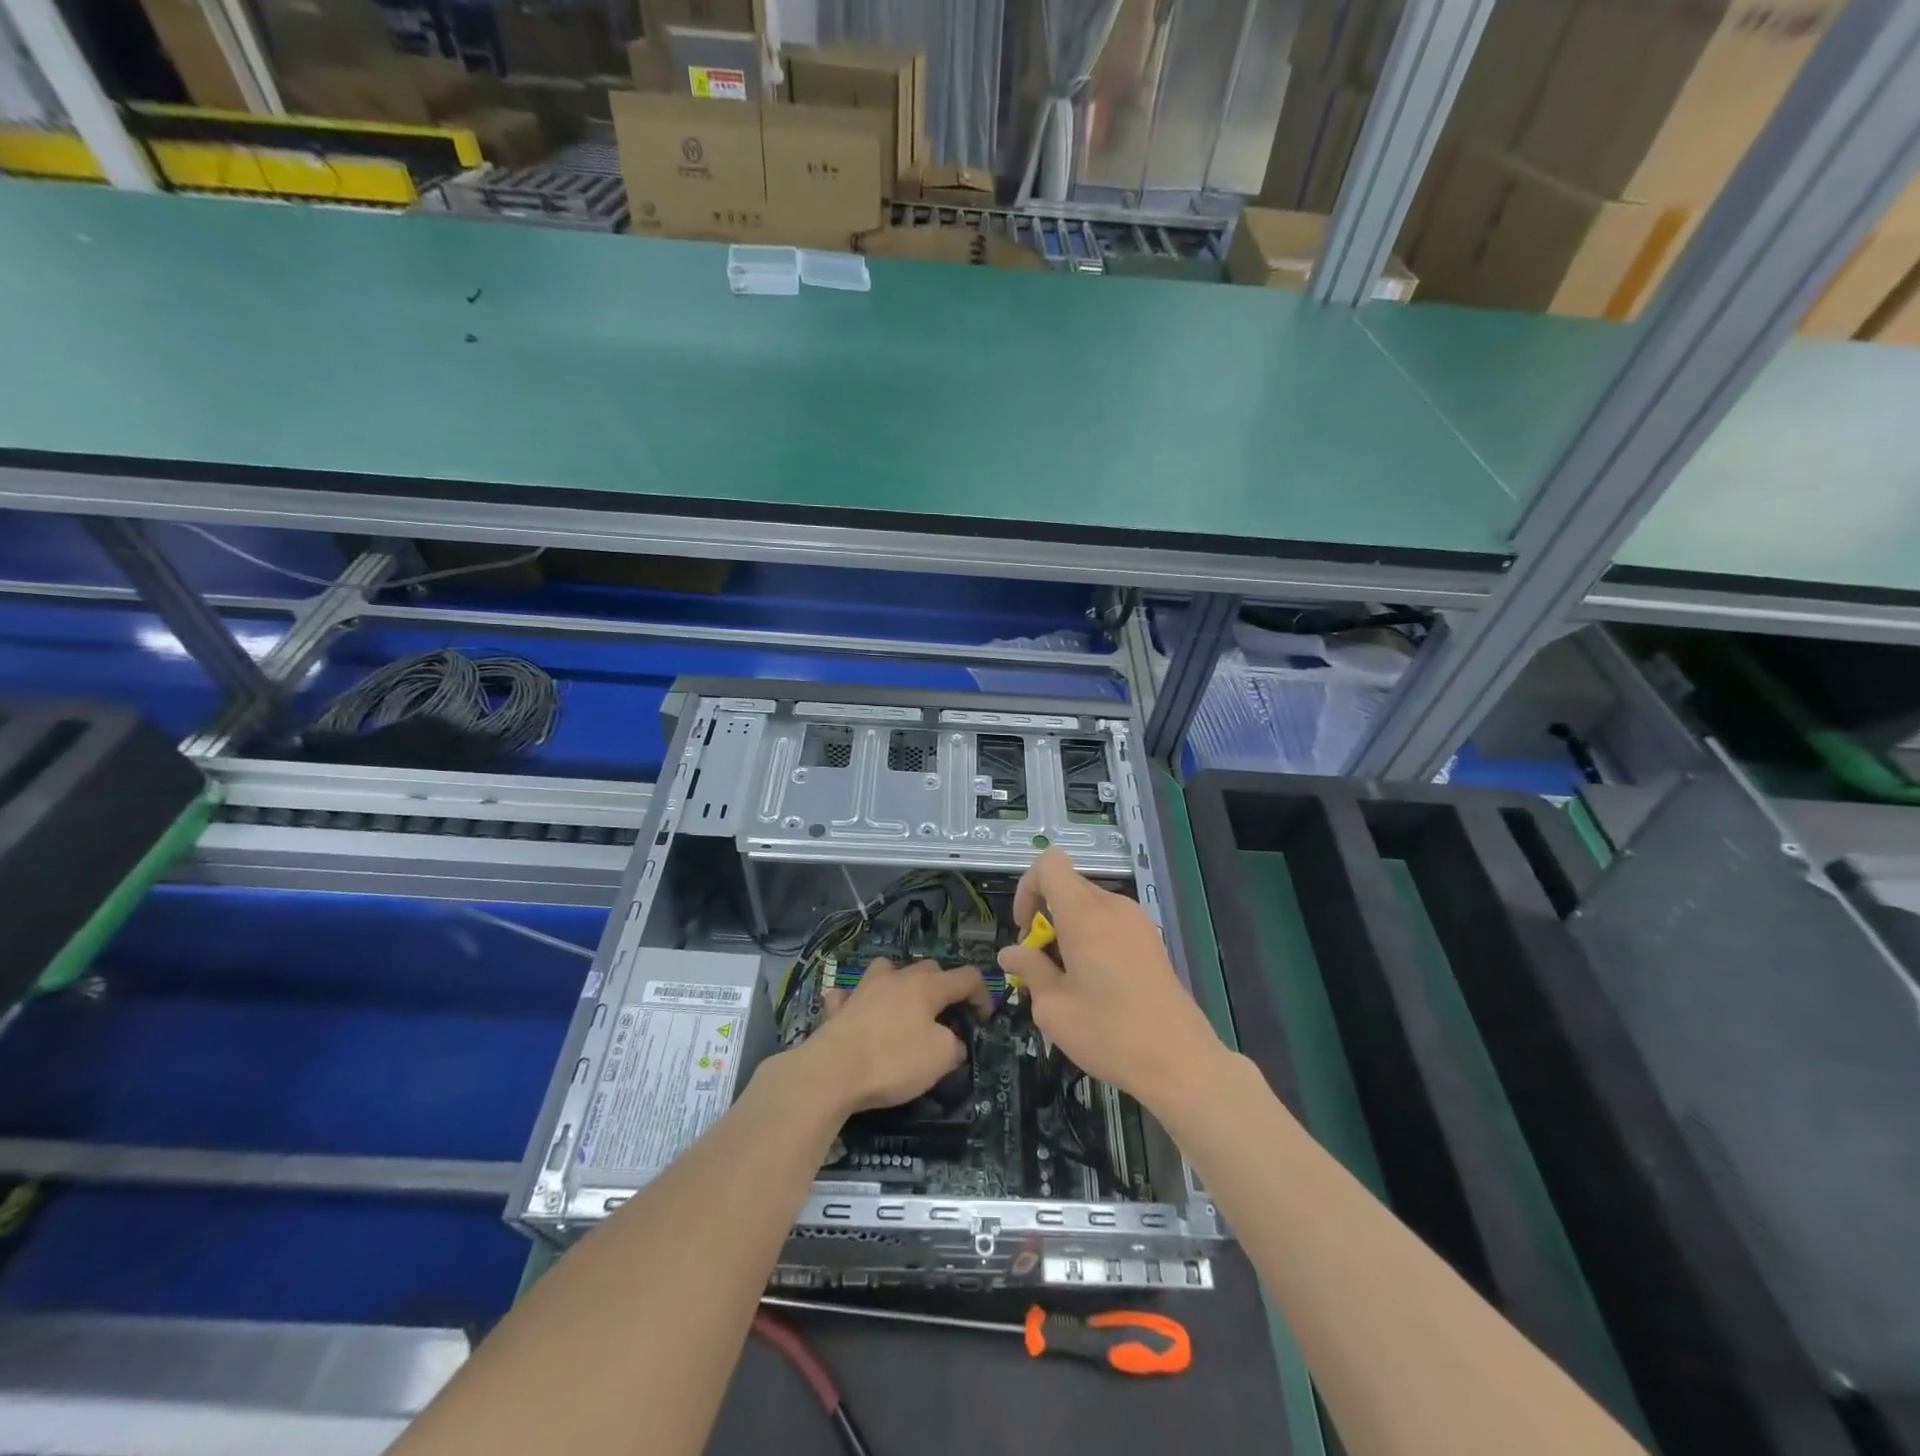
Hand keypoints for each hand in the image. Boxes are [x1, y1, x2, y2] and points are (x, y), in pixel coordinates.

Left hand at [794, 957, 993, 1113]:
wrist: (832, 1071)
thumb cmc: (893, 1061)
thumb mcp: (940, 1059)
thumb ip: (954, 1045)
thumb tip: (953, 1041)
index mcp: (926, 986)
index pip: (966, 977)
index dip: (983, 995)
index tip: (985, 1020)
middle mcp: (896, 977)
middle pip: (929, 969)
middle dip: (944, 988)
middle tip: (947, 1018)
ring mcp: (864, 988)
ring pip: (888, 971)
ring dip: (900, 984)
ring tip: (904, 1008)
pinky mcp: (839, 1006)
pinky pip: (852, 995)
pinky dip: (859, 1001)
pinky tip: (860, 1015)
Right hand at [996, 848, 1223, 1109]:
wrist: (1180, 1061)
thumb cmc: (1109, 1034)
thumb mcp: (1053, 1008)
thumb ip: (1029, 970)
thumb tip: (1010, 953)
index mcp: (1085, 915)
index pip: (1050, 863)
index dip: (1028, 887)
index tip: (1027, 930)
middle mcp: (1113, 906)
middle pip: (1068, 886)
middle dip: (1046, 916)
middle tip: (1042, 963)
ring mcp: (1137, 920)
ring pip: (1089, 905)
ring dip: (1069, 929)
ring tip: (1069, 979)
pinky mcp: (1151, 939)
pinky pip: (1110, 921)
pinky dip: (1093, 938)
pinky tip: (1097, 983)